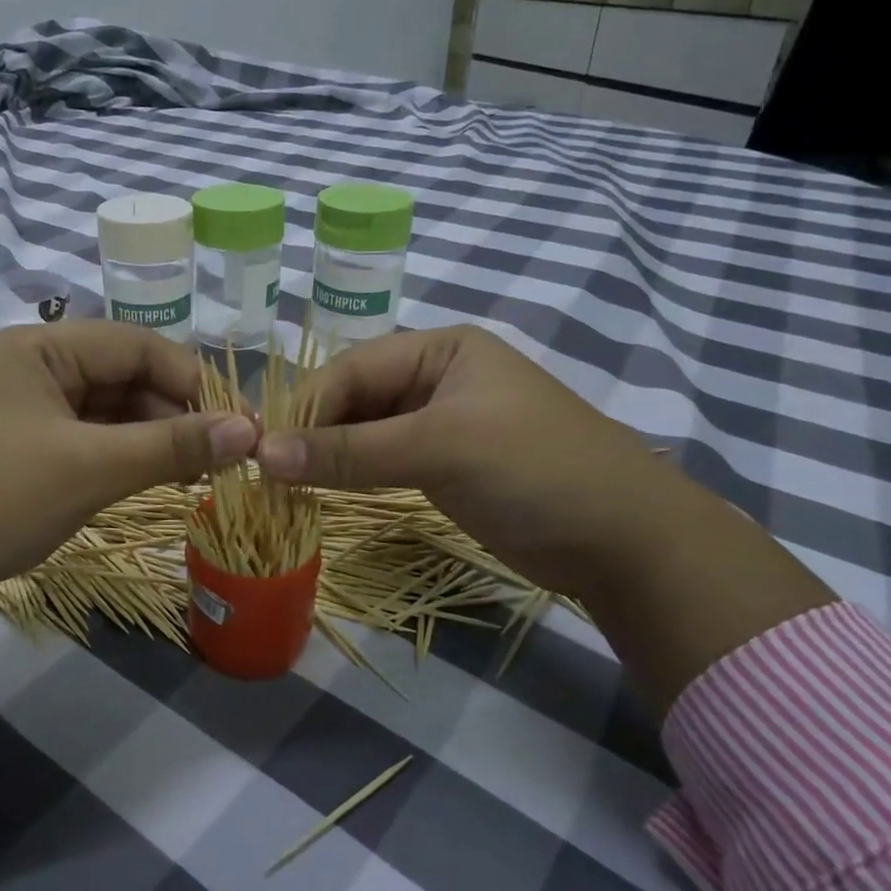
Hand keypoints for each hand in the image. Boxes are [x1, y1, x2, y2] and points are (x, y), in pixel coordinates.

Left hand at [0, 322, 255, 666]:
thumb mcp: (91, 469)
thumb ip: (171, 446)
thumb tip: (249, 431)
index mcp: (40, 347)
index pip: (135, 344)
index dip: (191, 379)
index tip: (235, 424)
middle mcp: (33, 365)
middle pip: (123, 374)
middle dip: (172, 412)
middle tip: (219, 456)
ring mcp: (25, 405)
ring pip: (108, 408)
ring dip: (150, 436)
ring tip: (193, 473)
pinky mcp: (22, 442)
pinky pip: (86, 435)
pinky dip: (120, 454)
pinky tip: (149, 478)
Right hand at [258, 326, 669, 594]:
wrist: (627, 542)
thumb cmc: (534, 470)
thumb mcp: (439, 449)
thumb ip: (349, 451)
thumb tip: (263, 455)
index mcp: (440, 348)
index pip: (351, 369)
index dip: (305, 408)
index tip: (264, 450)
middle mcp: (435, 377)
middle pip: (354, 398)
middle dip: (314, 434)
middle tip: (271, 475)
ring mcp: (440, 422)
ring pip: (364, 432)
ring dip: (329, 457)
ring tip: (287, 488)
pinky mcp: (444, 464)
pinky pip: (383, 461)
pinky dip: (353, 475)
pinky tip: (324, 493)